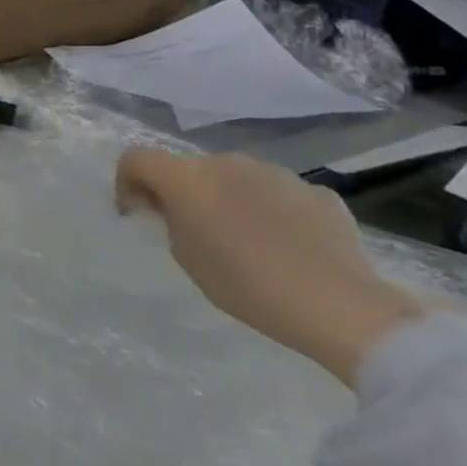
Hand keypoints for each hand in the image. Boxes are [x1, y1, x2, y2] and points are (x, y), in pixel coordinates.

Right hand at [115, 150, 423, 385]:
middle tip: (192, 232)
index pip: (137, 159)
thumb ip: (173, 222)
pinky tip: (286, 246)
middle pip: (190, 168)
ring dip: (227, 199)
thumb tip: (177, 208)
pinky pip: (277, 195)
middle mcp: (227, 162)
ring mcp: (275, 173)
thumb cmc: (246, 284)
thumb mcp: (187, 258)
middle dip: (183, 192)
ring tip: (245, 241)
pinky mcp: (316, 192)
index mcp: (187, 177)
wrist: (339, 306)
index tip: (137, 213)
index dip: (127, 182)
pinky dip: (270, 212)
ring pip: (235, 178)